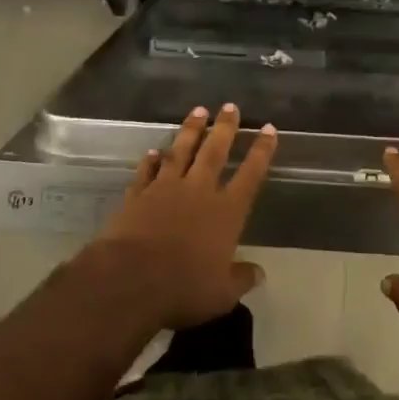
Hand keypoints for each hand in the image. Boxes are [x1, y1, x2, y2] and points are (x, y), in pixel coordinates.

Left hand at [95, 104, 277, 329]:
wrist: (130, 279)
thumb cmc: (183, 288)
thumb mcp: (222, 294)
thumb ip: (241, 278)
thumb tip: (259, 272)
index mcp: (226, 212)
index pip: (250, 175)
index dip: (262, 152)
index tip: (269, 129)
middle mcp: (199, 191)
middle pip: (215, 152)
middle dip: (225, 128)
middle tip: (230, 106)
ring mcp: (165, 189)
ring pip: (181, 151)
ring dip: (191, 130)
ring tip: (198, 110)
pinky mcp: (137, 195)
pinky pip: (147, 171)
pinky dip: (151, 160)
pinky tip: (153, 151)